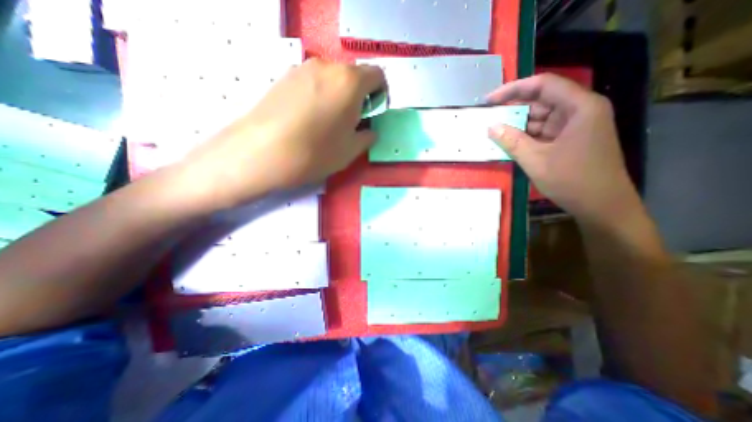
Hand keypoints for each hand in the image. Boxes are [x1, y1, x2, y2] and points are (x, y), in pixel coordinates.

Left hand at [177, 57, 384, 208]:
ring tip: (327, 123)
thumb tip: (370, 130)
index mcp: (350, 82)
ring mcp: (302, 69)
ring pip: (332, 79)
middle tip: (351, 122)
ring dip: (338, 96)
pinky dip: (319, 96)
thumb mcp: (351, 150)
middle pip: (353, 76)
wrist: (262, 152)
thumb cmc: (316, 152)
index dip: (380, 94)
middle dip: (359, 97)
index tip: (373, 113)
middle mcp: (327, 66)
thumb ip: (367, 136)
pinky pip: (312, 83)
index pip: (377, 76)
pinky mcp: (284, 77)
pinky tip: (308, 119)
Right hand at [488, 73, 638, 223]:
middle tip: (489, 117)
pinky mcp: (570, 139)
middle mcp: (580, 110)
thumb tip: (491, 127)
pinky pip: (543, 131)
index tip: (490, 99)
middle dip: (514, 108)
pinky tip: (509, 142)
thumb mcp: (536, 161)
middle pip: (542, 100)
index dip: (513, 89)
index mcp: (580, 107)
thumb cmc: (572, 181)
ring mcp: (576, 126)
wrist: (602, 206)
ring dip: (518, 124)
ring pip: (541, 117)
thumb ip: (512, 141)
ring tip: (494, 131)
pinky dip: (526, 136)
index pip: (543, 85)